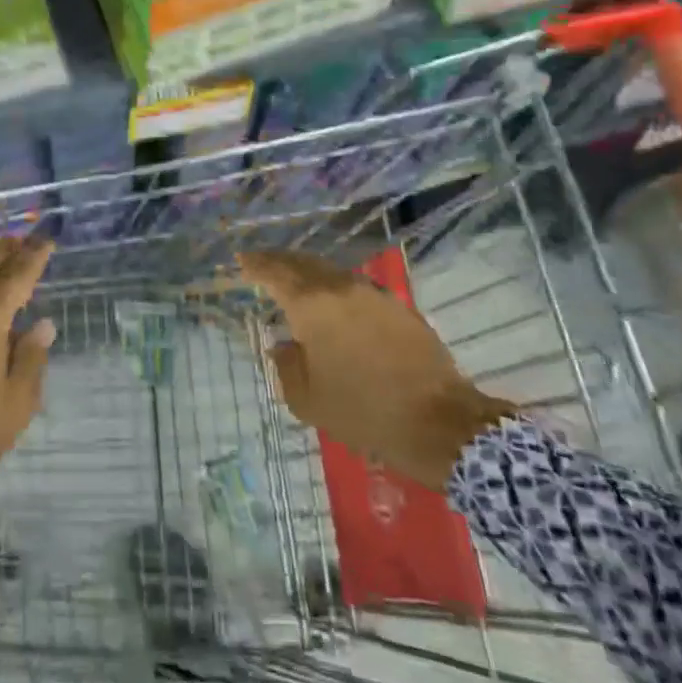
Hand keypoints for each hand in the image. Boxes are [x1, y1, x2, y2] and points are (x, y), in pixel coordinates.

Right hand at [238, 250, 513, 490]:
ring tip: (296, 282)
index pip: (276, 272)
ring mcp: (375, 295)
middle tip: (263, 264)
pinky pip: (356, 288)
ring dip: (310, 273)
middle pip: (305, 264)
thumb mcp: (308, 400)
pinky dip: (336, 289)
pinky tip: (334, 305)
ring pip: (333, 273)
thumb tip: (285, 346)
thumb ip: (287, 366)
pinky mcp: (399, 308)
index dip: (256, 264)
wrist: (439, 422)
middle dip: (281, 262)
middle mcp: (342, 288)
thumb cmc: (364, 411)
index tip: (242, 260)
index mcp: (313, 305)